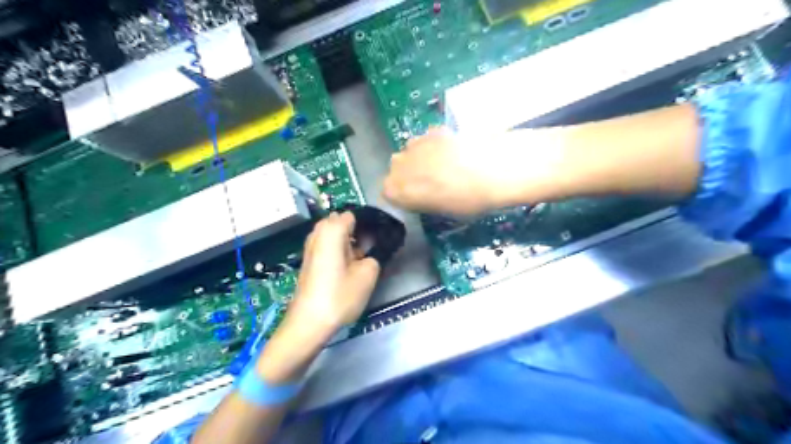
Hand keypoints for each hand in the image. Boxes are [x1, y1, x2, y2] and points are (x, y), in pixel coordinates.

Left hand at [253, 212, 375, 383]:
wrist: (309, 323)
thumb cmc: (340, 296)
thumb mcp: (368, 274)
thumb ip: (375, 253)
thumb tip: (373, 248)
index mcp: (332, 229)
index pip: (355, 214)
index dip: (370, 223)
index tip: (381, 237)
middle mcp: (318, 232)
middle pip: (343, 222)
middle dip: (358, 231)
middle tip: (372, 249)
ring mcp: (311, 246)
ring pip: (335, 234)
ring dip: (349, 242)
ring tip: (361, 259)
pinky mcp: (309, 260)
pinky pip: (328, 245)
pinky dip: (339, 250)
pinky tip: (348, 267)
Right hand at [382, 125, 567, 213]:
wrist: (494, 169)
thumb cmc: (468, 201)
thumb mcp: (442, 211)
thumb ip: (423, 201)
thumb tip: (423, 194)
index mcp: (397, 190)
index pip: (388, 193)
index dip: (403, 196)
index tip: (418, 199)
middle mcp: (399, 165)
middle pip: (396, 170)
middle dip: (409, 176)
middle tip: (431, 183)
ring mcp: (415, 144)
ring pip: (410, 153)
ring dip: (420, 160)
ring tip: (443, 166)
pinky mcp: (433, 130)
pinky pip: (426, 141)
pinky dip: (434, 146)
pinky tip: (454, 152)